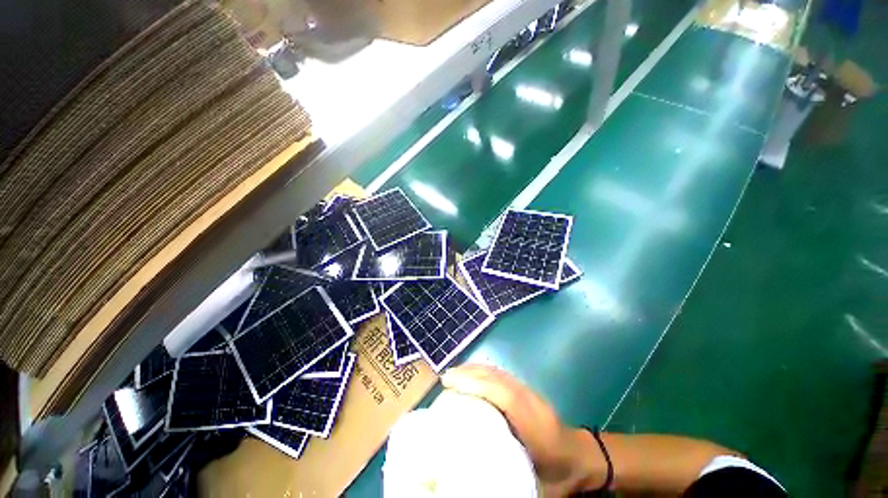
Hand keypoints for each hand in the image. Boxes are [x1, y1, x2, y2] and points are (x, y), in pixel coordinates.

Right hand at [441, 364, 604, 496]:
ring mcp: (530, 392)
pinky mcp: (527, 390)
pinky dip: (484, 371)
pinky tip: (472, 376)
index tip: (451, 383)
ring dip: (475, 369)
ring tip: (454, 374)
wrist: (582, 457)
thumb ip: (509, 483)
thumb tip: (472, 478)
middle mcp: (531, 401)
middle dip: (470, 373)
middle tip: (445, 378)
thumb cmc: (558, 474)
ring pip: (499, 372)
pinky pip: (502, 375)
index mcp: (534, 425)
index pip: (504, 395)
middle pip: (498, 377)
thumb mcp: (537, 488)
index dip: (477, 384)